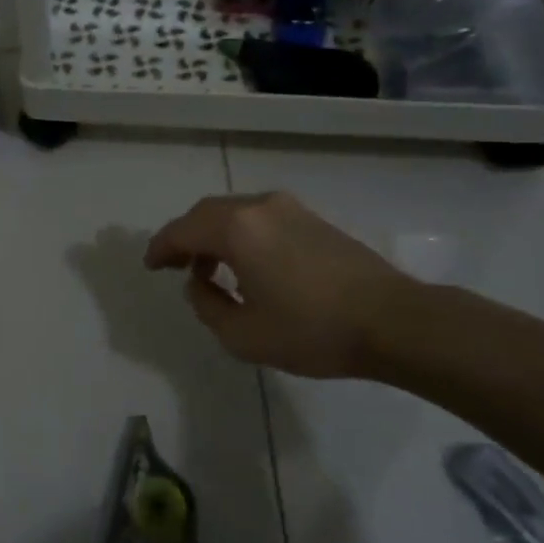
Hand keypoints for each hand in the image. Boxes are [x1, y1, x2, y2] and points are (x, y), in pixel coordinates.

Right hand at [143, 192, 411, 377]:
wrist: (393, 321)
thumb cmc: (312, 330)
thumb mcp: (243, 335)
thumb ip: (207, 305)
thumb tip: (200, 283)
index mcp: (237, 229)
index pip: (182, 230)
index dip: (160, 248)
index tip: (150, 266)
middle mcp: (260, 208)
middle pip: (206, 213)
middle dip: (184, 237)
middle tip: (173, 264)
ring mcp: (290, 210)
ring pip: (235, 213)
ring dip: (213, 235)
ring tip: (208, 269)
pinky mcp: (313, 220)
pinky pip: (260, 218)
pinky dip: (240, 235)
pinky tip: (247, 265)